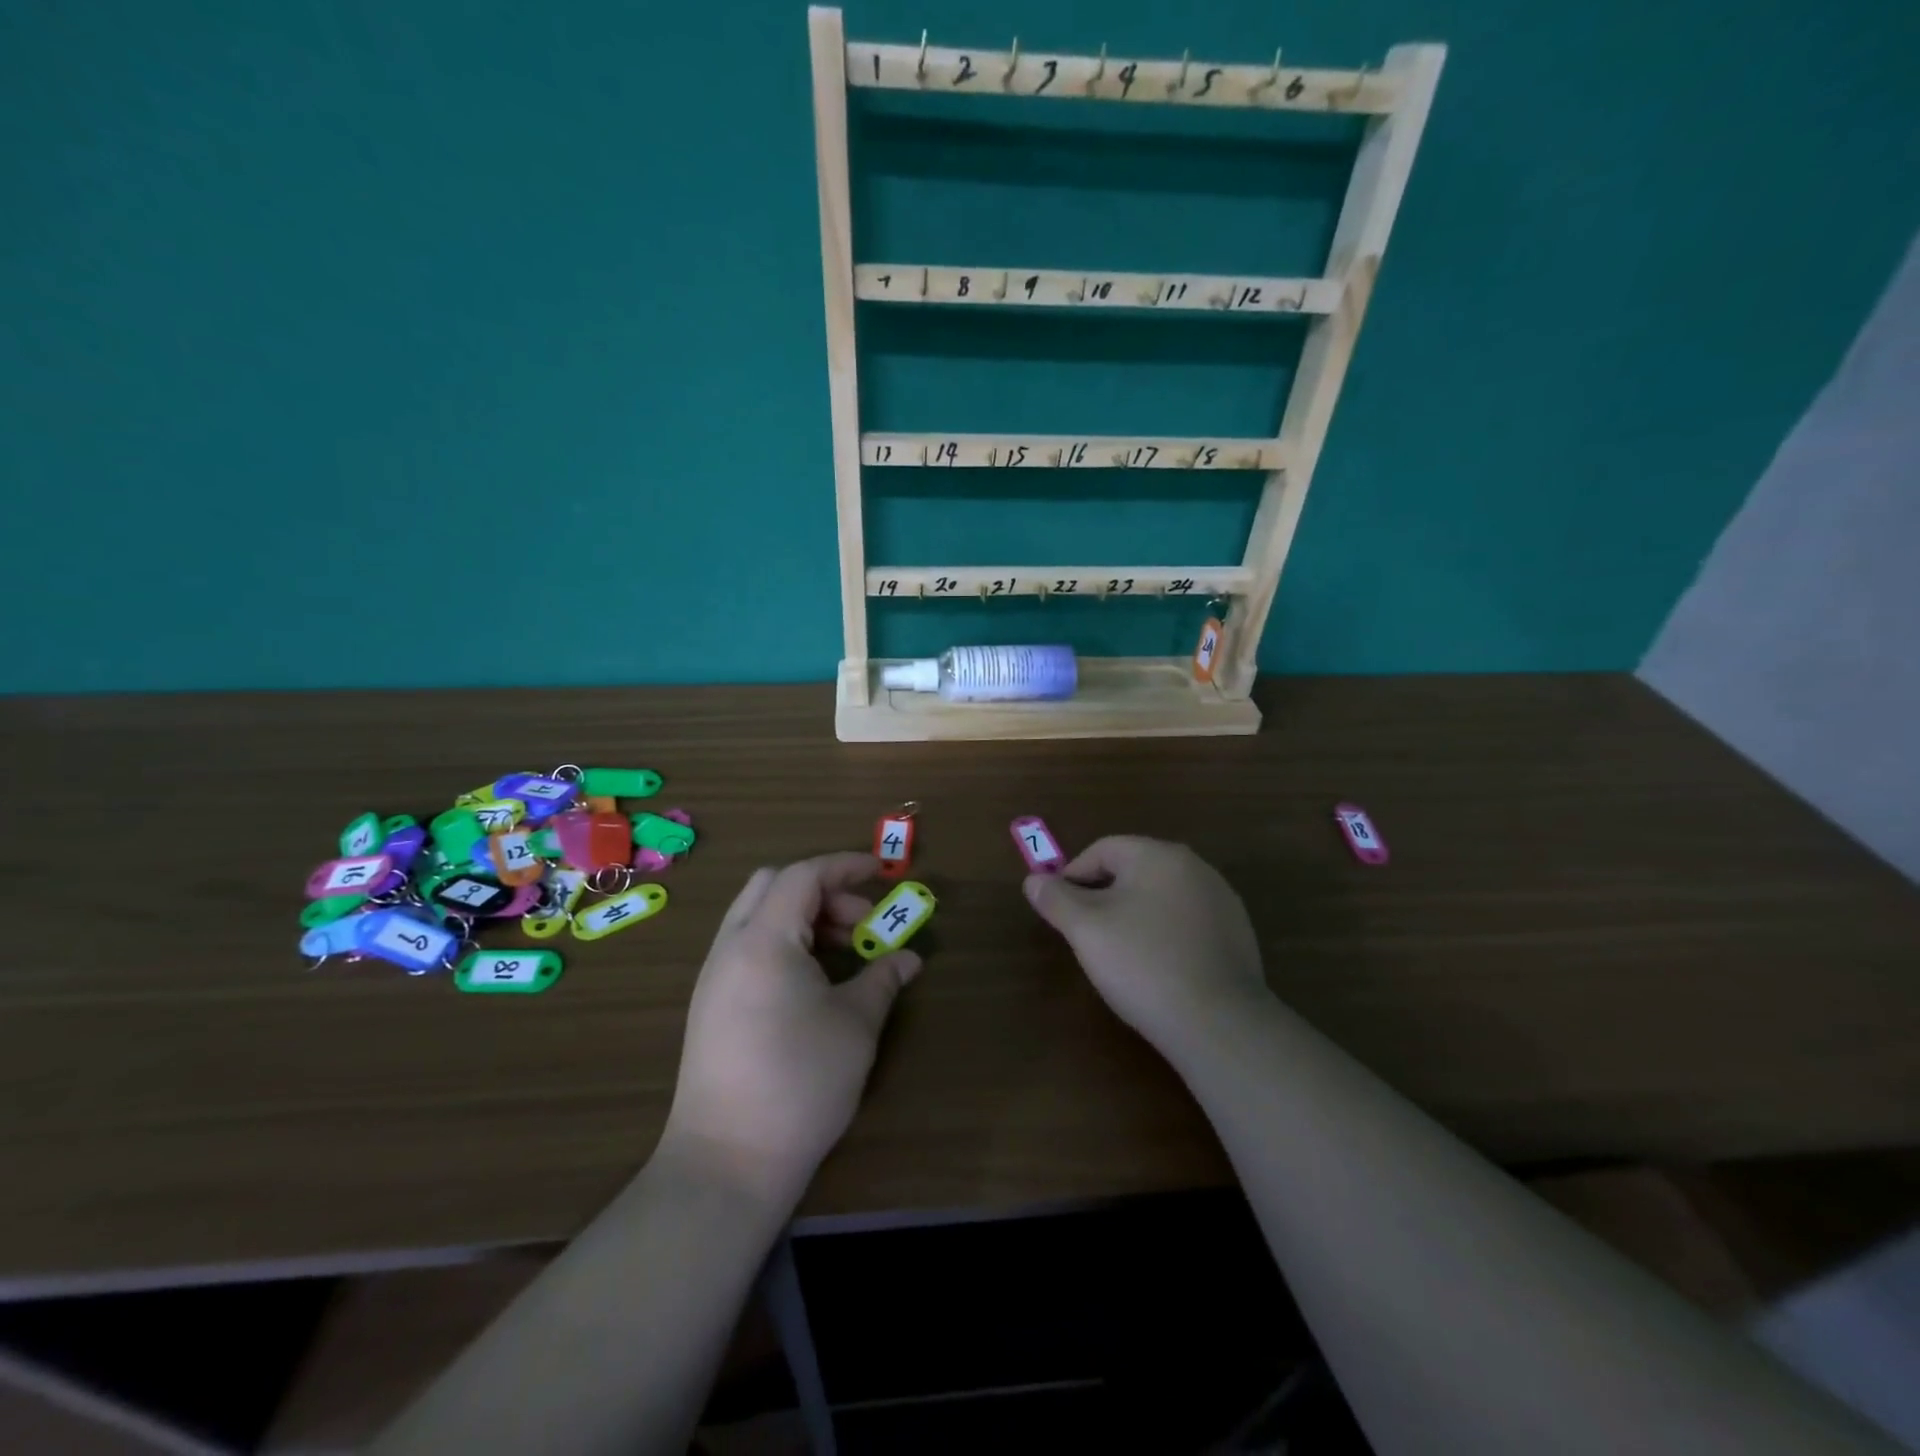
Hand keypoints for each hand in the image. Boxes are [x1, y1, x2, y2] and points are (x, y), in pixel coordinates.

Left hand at [659, 852, 921, 1209]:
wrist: (727, 1162)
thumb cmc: (800, 1082)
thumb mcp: (855, 1025)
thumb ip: (883, 979)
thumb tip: (909, 958)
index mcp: (764, 940)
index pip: (804, 875)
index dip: (845, 866)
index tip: (882, 873)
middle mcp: (732, 947)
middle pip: (774, 885)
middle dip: (823, 889)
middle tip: (860, 920)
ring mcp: (714, 976)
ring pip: (758, 915)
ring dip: (803, 917)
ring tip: (844, 952)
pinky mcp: (710, 1004)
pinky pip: (749, 946)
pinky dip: (784, 942)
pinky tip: (813, 981)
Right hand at [1024, 837, 1267, 1054]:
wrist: (1218, 1023)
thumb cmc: (1142, 964)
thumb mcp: (1086, 930)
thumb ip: (1056, 899)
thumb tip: (1034, 880)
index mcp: (1158, 855)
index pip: (1102, 849)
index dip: (1073, 876)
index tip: (1060, 911)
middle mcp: (1195, 866)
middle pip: (1134, 871)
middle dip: (1103, 897)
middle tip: (1086, 935)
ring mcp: (1221, 900)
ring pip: (1161, 897)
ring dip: (1135, 916)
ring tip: (1121, 956)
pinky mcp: (1237, 934)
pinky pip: (1187, 922)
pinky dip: (1165, 935)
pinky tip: (1158, 969)